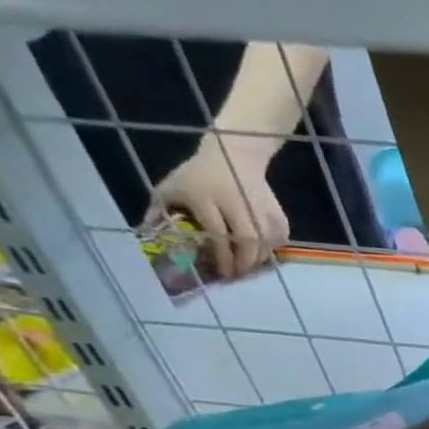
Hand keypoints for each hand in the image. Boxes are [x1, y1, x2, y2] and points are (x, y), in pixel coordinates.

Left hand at [147, 137, 288, 278]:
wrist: (233, 155)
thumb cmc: (197, 174)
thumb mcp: (170, 188)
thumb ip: (159, 211)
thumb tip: (149, 236)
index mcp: (205, 197)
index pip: (217, 232)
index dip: (221, 254)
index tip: (220, 271)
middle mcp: (237, 203)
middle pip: (247, 239)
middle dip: (244, 261)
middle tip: (238, 273)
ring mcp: (260, 207)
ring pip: (266, 240)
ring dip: (259, 257)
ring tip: (250, 265)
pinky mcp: (277, 210)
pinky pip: (280, 235)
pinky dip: (274, 246)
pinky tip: (264, 250)